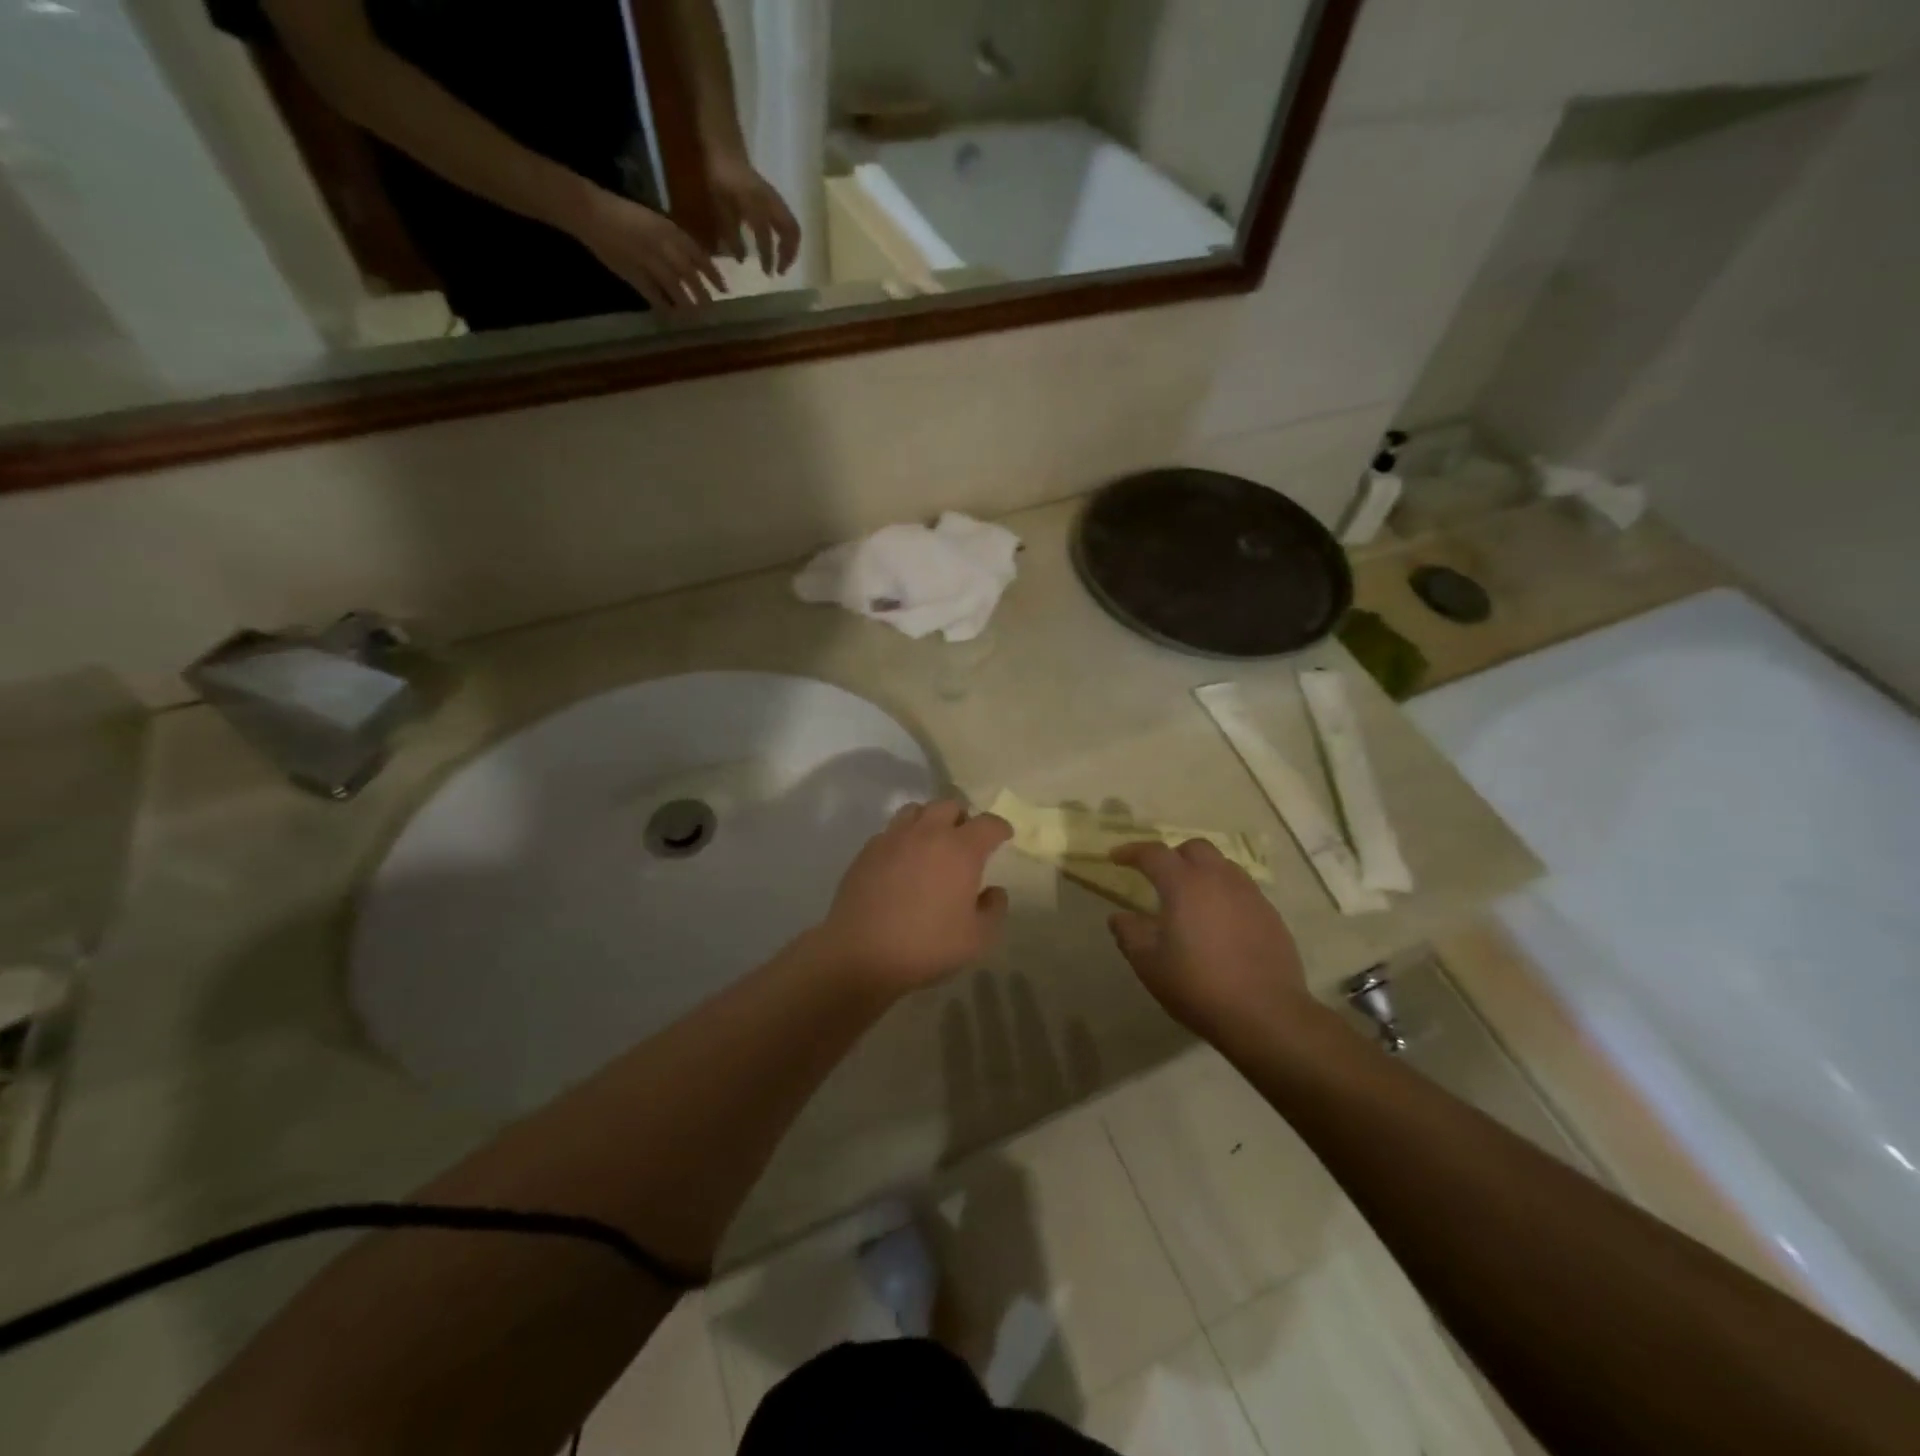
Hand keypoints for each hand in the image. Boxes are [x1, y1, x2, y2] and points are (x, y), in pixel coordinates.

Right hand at [570, 188, 725, 310]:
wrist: (590, 211)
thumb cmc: (623, 214)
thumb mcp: (654, 221)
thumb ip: (673, 240)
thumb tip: (694, 262)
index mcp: (668, 229)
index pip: (698, 254)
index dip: (713, 273)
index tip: (724, 288)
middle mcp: (661, 245)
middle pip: (689, 274)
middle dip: (702, 293)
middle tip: (713, 309)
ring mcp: (646, 260)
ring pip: (674, 287)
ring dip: (687, 303)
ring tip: (695, 316)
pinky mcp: (632, 273)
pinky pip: (653, 294)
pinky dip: (663, 306)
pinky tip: (671, 315)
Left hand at [705, 151, 800, 274]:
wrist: (726, 151)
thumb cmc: (720, 180)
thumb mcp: (721, 209)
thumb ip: (732, 235)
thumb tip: (741, 260)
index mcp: (756, 206)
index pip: (766, 238)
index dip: (767, 258)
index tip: (767, 273)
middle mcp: (771, 204)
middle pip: (790, 233)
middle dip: (788, 254)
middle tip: (781, 270)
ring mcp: (776, 201)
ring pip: (793, 228)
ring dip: (791, 247)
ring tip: (784, 260)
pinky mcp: (777, 200)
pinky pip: (789, 222)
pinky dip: (788, 237)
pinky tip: (781, 245)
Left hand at [818, 799, 1011, 994]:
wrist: (861, 953)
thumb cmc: (927, 946)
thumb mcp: (978, 938)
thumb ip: (994, 909)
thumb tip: (993, 891)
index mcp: (960, 849)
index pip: (988, 824)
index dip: (1000, 828)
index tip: (1003, 836)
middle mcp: (927, 833)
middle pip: (949, 805)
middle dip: (963, 818)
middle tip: (965, 839)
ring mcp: (893, 838)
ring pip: (916, 810)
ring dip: (930, 820)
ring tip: (932, 843)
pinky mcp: (867, 851)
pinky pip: (891, 831)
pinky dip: (903, 838)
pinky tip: (902, 861)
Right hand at [1108, 840, 1313, 1036]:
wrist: (1265, 1015)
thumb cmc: (1198, 985)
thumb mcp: (1149, 964)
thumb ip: (1129, 933)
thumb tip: (1120, 917)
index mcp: (1185, 884)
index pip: (1153, 853)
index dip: (1131, 851)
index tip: (1116, 857)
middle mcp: (1219, 879)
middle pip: (1194, 848)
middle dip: (1172, 855)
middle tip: (1158, 877)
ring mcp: (1250, 895)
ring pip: (1222, 866)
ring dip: (1202, 872)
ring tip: (1191, 898)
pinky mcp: (1271, 915)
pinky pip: (1242, 890)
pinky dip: (1224, 894)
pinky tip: (1219, 922)